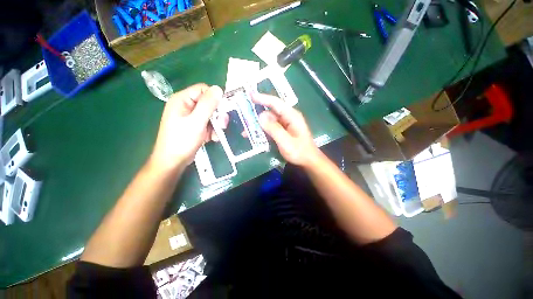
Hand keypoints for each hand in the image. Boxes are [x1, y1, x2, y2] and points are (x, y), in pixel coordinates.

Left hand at [150, 84, 225, 172]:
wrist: (173, 162)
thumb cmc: (182, 141)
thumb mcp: (197, 122)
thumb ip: (208, 105)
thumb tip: (218, 88)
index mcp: (182, 99)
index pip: (203, 90)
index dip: (215, 98)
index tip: (222, 111)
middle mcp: (186, 105)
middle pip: (208, 102)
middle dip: (217, 115)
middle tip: (222, 125)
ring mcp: (189, 116)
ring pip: (210, 114)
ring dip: (216, 124)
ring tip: (215, 135)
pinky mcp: (193, 125)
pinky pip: (207, 123)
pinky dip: (212, 130)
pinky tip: (212, 138)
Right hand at [253, 93, 321, 167]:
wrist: (308, 161)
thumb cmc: (299, 152)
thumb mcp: (285, 141)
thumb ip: (273, 129)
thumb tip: (260, 116)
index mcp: (291, 116)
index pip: (275, 103)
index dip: (263, 98)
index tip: (250, 95)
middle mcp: (288, 118)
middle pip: (270, 112)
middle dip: (257, 114)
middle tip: (244, 118)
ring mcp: (286, 125)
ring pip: (269, 121)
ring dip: (258, 125)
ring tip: (246, 131)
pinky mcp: (283, 131)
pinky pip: (271, 128)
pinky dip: (263, 131)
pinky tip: (255, 136)